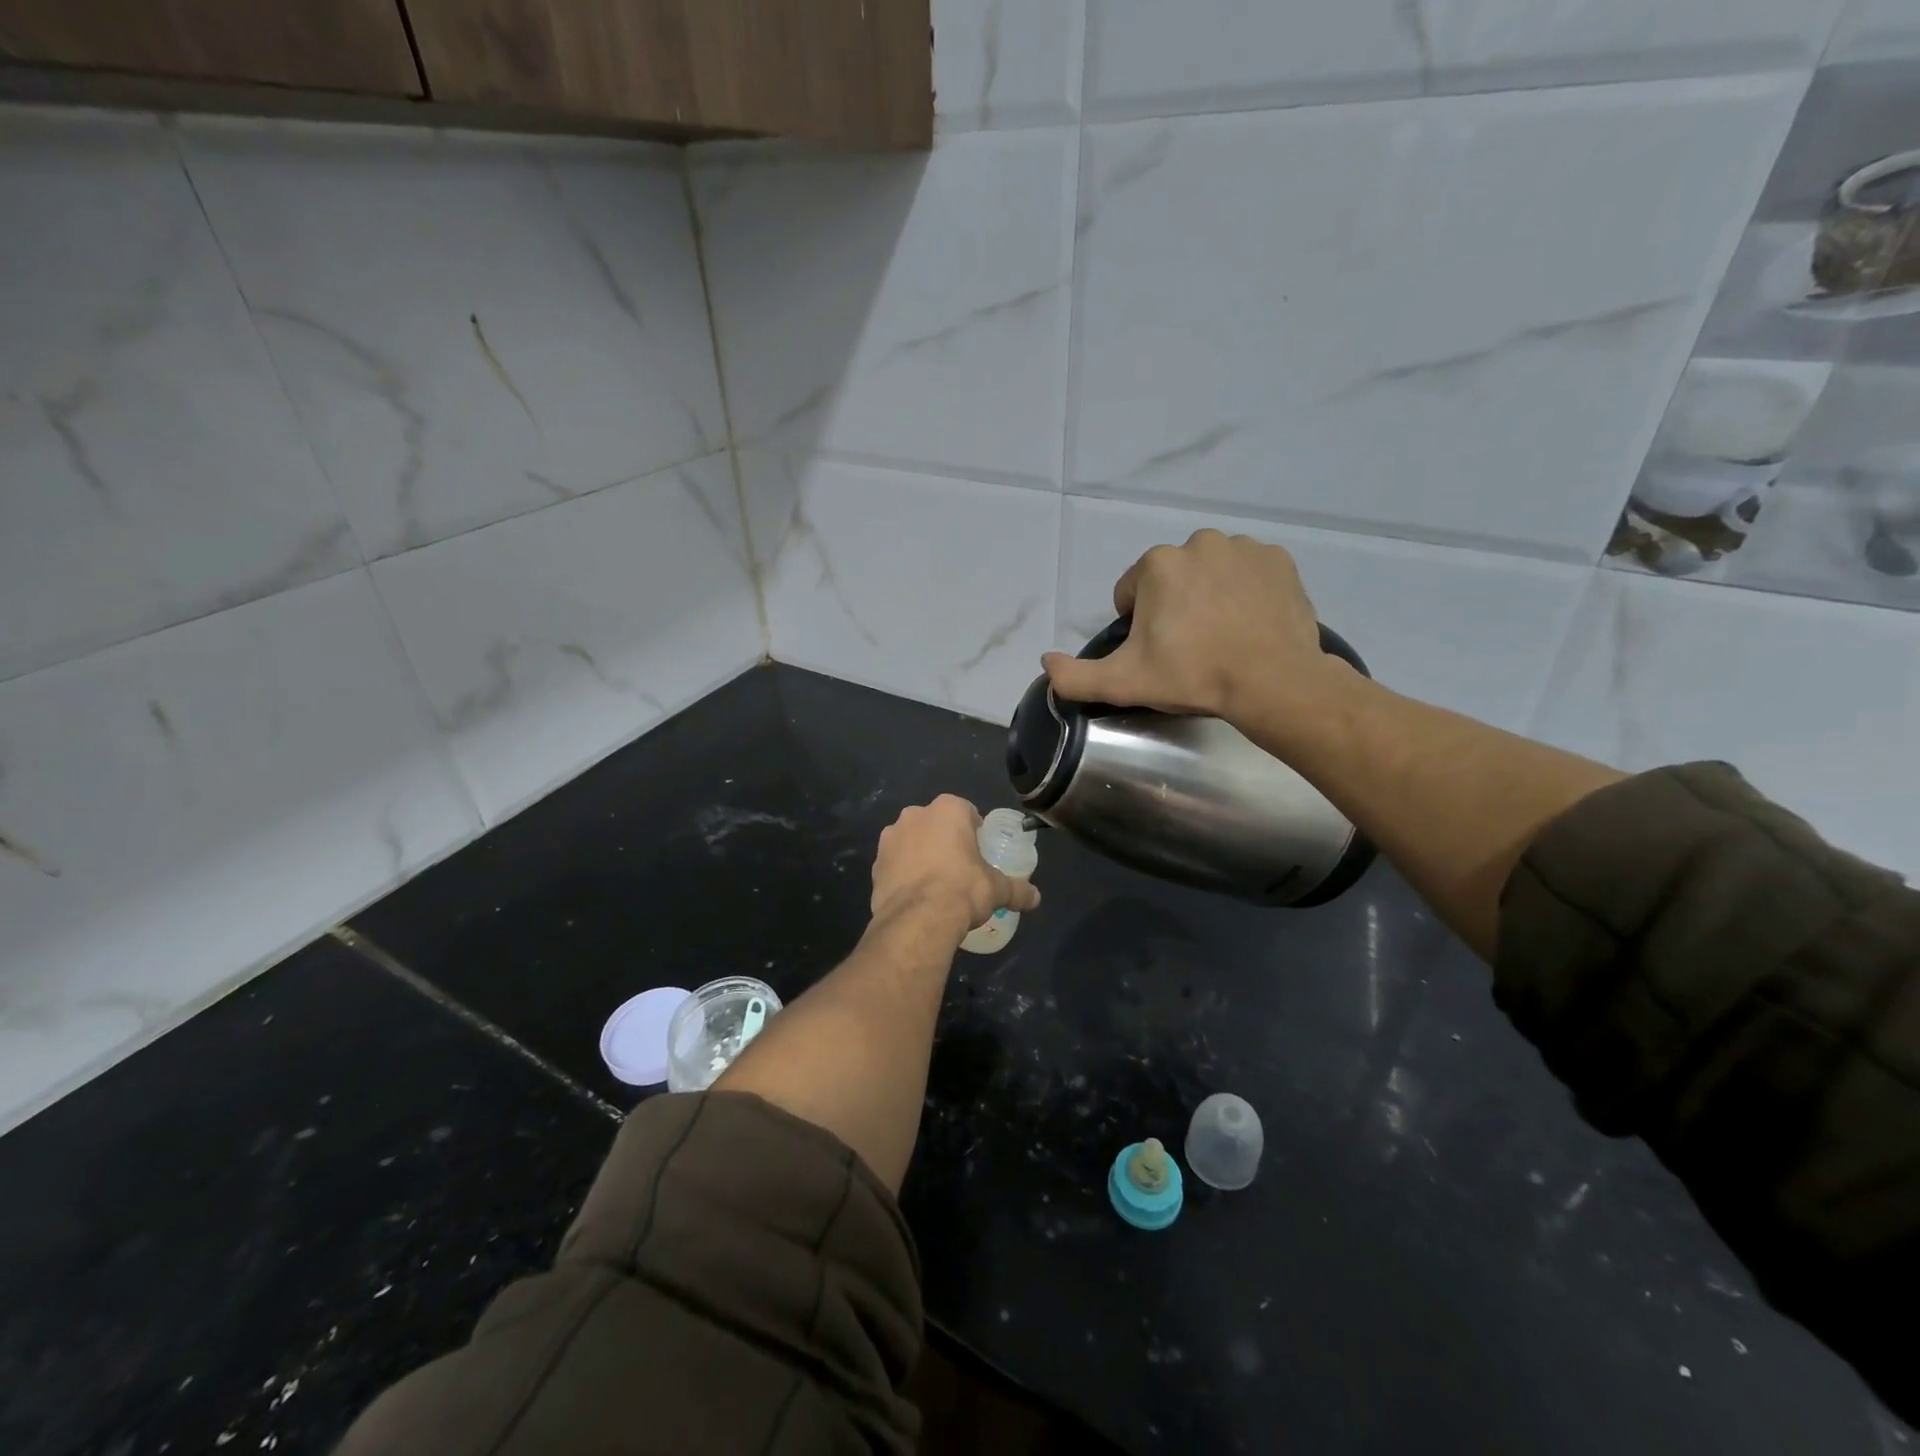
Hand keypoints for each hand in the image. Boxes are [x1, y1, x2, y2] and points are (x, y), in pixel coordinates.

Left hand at [871, 795, 1040, 936]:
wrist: (918, 918)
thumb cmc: (963, 889)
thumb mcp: (997, 889)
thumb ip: (1017, 890)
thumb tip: (1036, 898)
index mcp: (947, 810)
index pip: (966, 811)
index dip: (974, 831)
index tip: (979, 852)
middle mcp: (915, 815)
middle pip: (935, 824)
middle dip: (945, 841)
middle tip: (959, 869)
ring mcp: (890, 838)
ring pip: (911, 842)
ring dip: (921, 856)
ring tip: (935, 885)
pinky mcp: (875, 864)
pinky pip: (895, 865)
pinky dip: (903, 875)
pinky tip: (916, 897)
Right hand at [1041, 530, 1352, 727]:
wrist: (1273, 682)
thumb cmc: (1194, 676)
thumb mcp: (1124, 683)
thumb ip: (1075, 676)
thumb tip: (1045, 661)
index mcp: (1157, 565)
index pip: (1131, 594)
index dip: (1138, 627)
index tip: (1159, 653)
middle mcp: (1199, 542)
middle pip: (1171, 580)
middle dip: (1173, 608)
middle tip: (1190, 649)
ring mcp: (1244, 548)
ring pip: (1210, 573)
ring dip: (1208, 597)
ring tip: (1222, 637)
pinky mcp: (1279, 560)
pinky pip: (1249, 573)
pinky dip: (1245, 592)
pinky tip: (1250, 623)